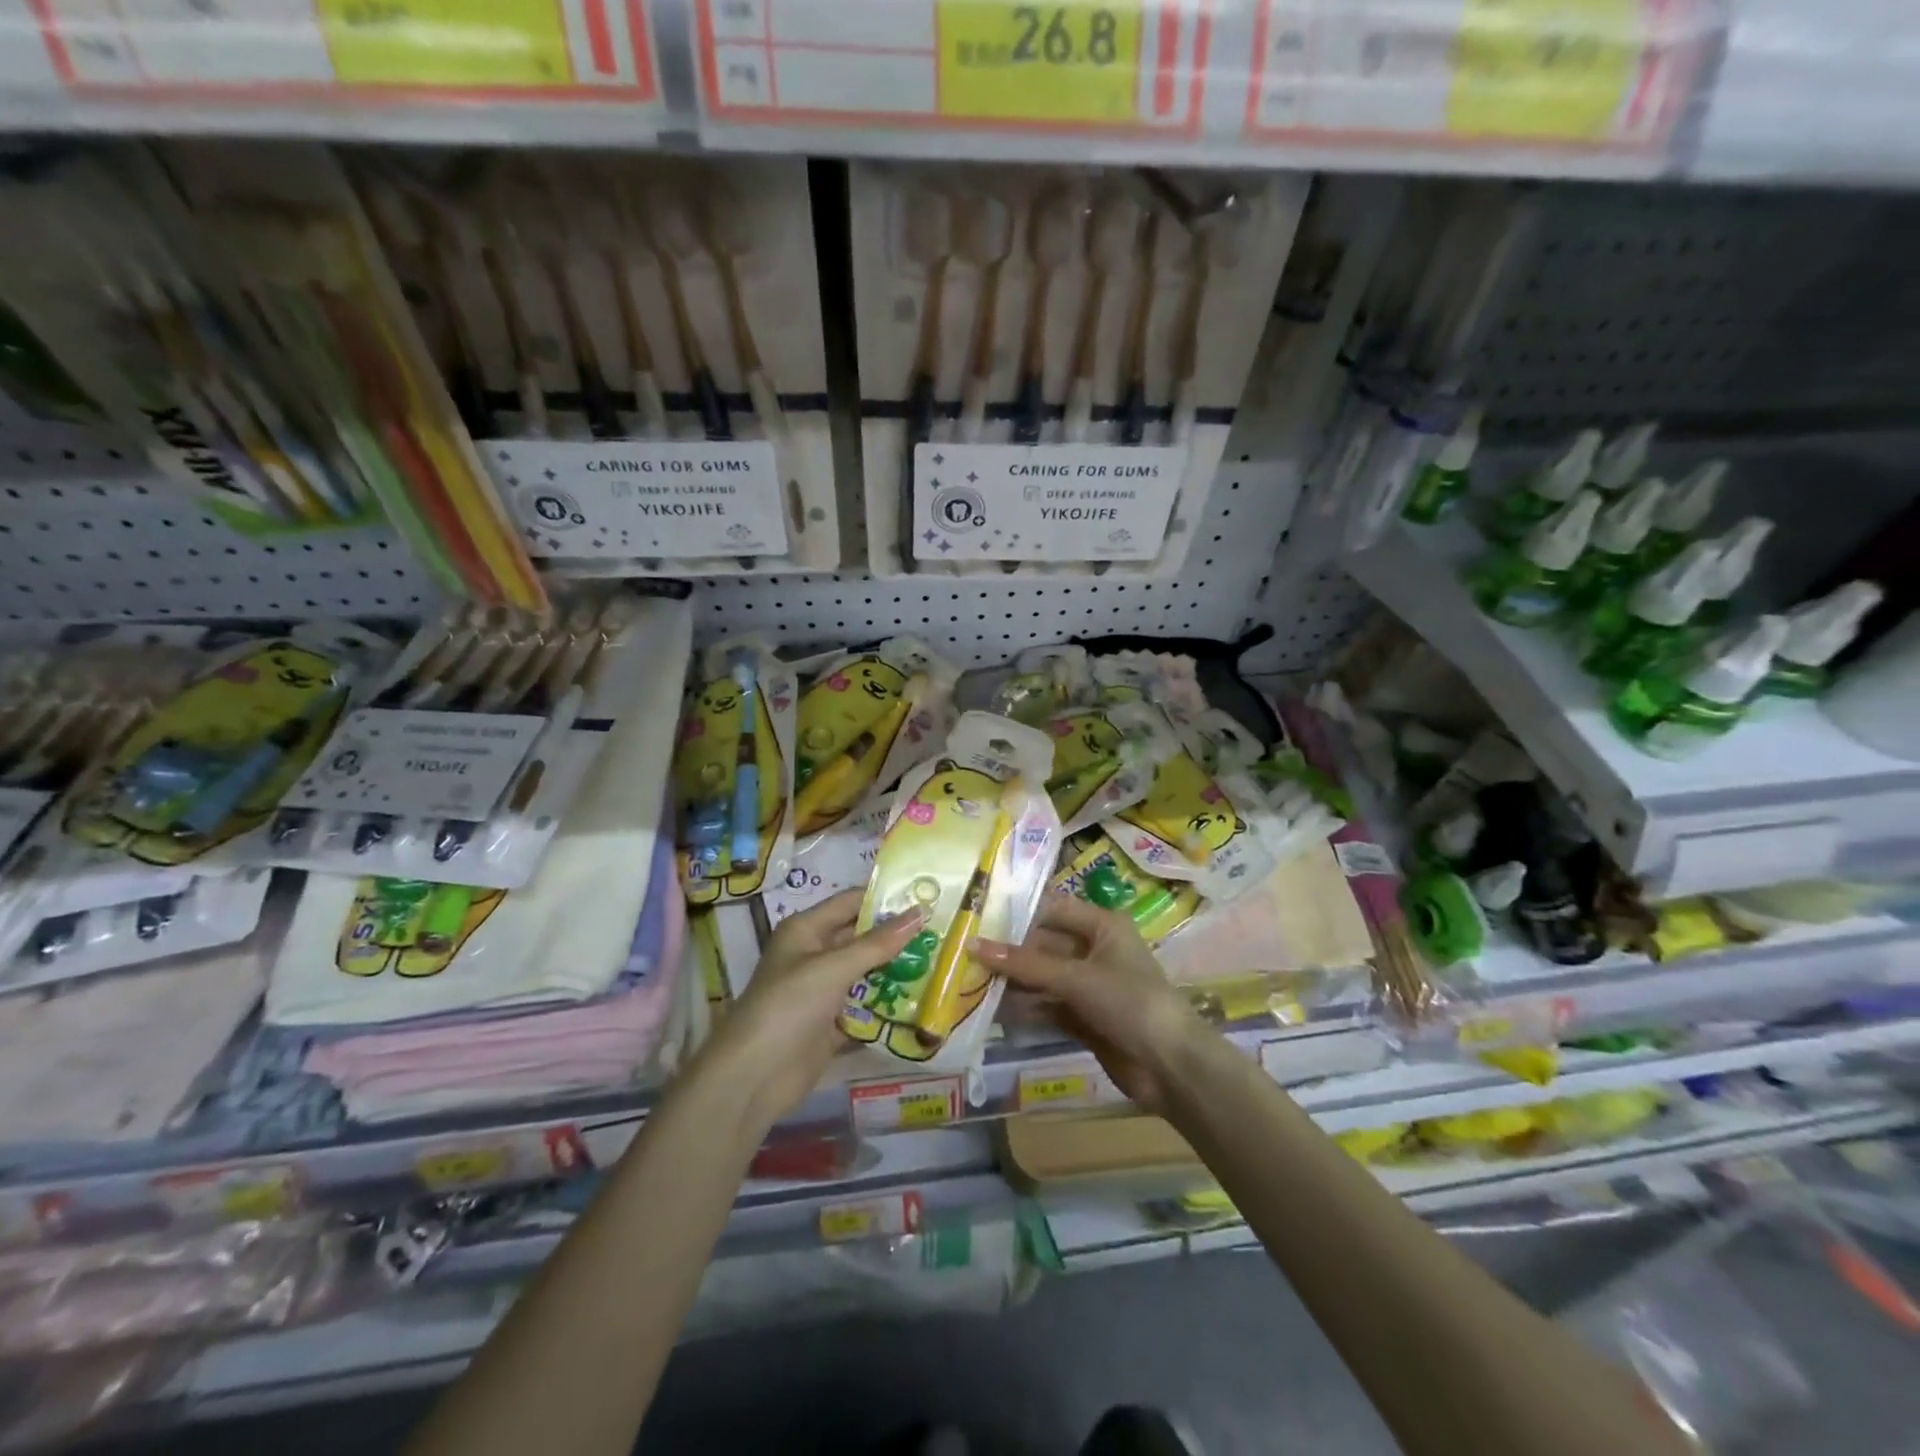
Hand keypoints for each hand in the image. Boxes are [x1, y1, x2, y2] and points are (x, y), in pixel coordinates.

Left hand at [707, 890, 925, 1127]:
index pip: (851, 903)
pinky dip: (887, 1004)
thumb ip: (878, 943)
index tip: (927, 896)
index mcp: (806, 930)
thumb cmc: (789, 1006)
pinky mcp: (831, 1024)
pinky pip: (864, 1007)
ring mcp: (822, 991)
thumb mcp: (833, 968)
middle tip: (941, 931)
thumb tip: (920, 912)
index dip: (885, 898)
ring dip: (896, 970)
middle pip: (861, 938)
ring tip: (939, 962)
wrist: (753, 1076)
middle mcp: (814, 955)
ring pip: (866, 973)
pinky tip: (921, 1001)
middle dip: (897, 936)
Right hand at [976, 895, 1209, 1116]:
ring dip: (1013, 981)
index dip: (1018, 912)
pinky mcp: (1083, 1017)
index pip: (1052, 909)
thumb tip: (973, 946)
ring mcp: (1088, 986)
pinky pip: (1047, 1005)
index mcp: (1102, 926)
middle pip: (1044, 944)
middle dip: (1009, 951)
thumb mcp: (1076, 977)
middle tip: (964, 952)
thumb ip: (1024, 964)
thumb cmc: (1129, 1002)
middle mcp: (1094, 950)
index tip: (977, 915)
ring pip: (1042, 976)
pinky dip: (1025, 1007)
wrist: (1170, 1066)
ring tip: (969, 980)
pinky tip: (993, 1008)